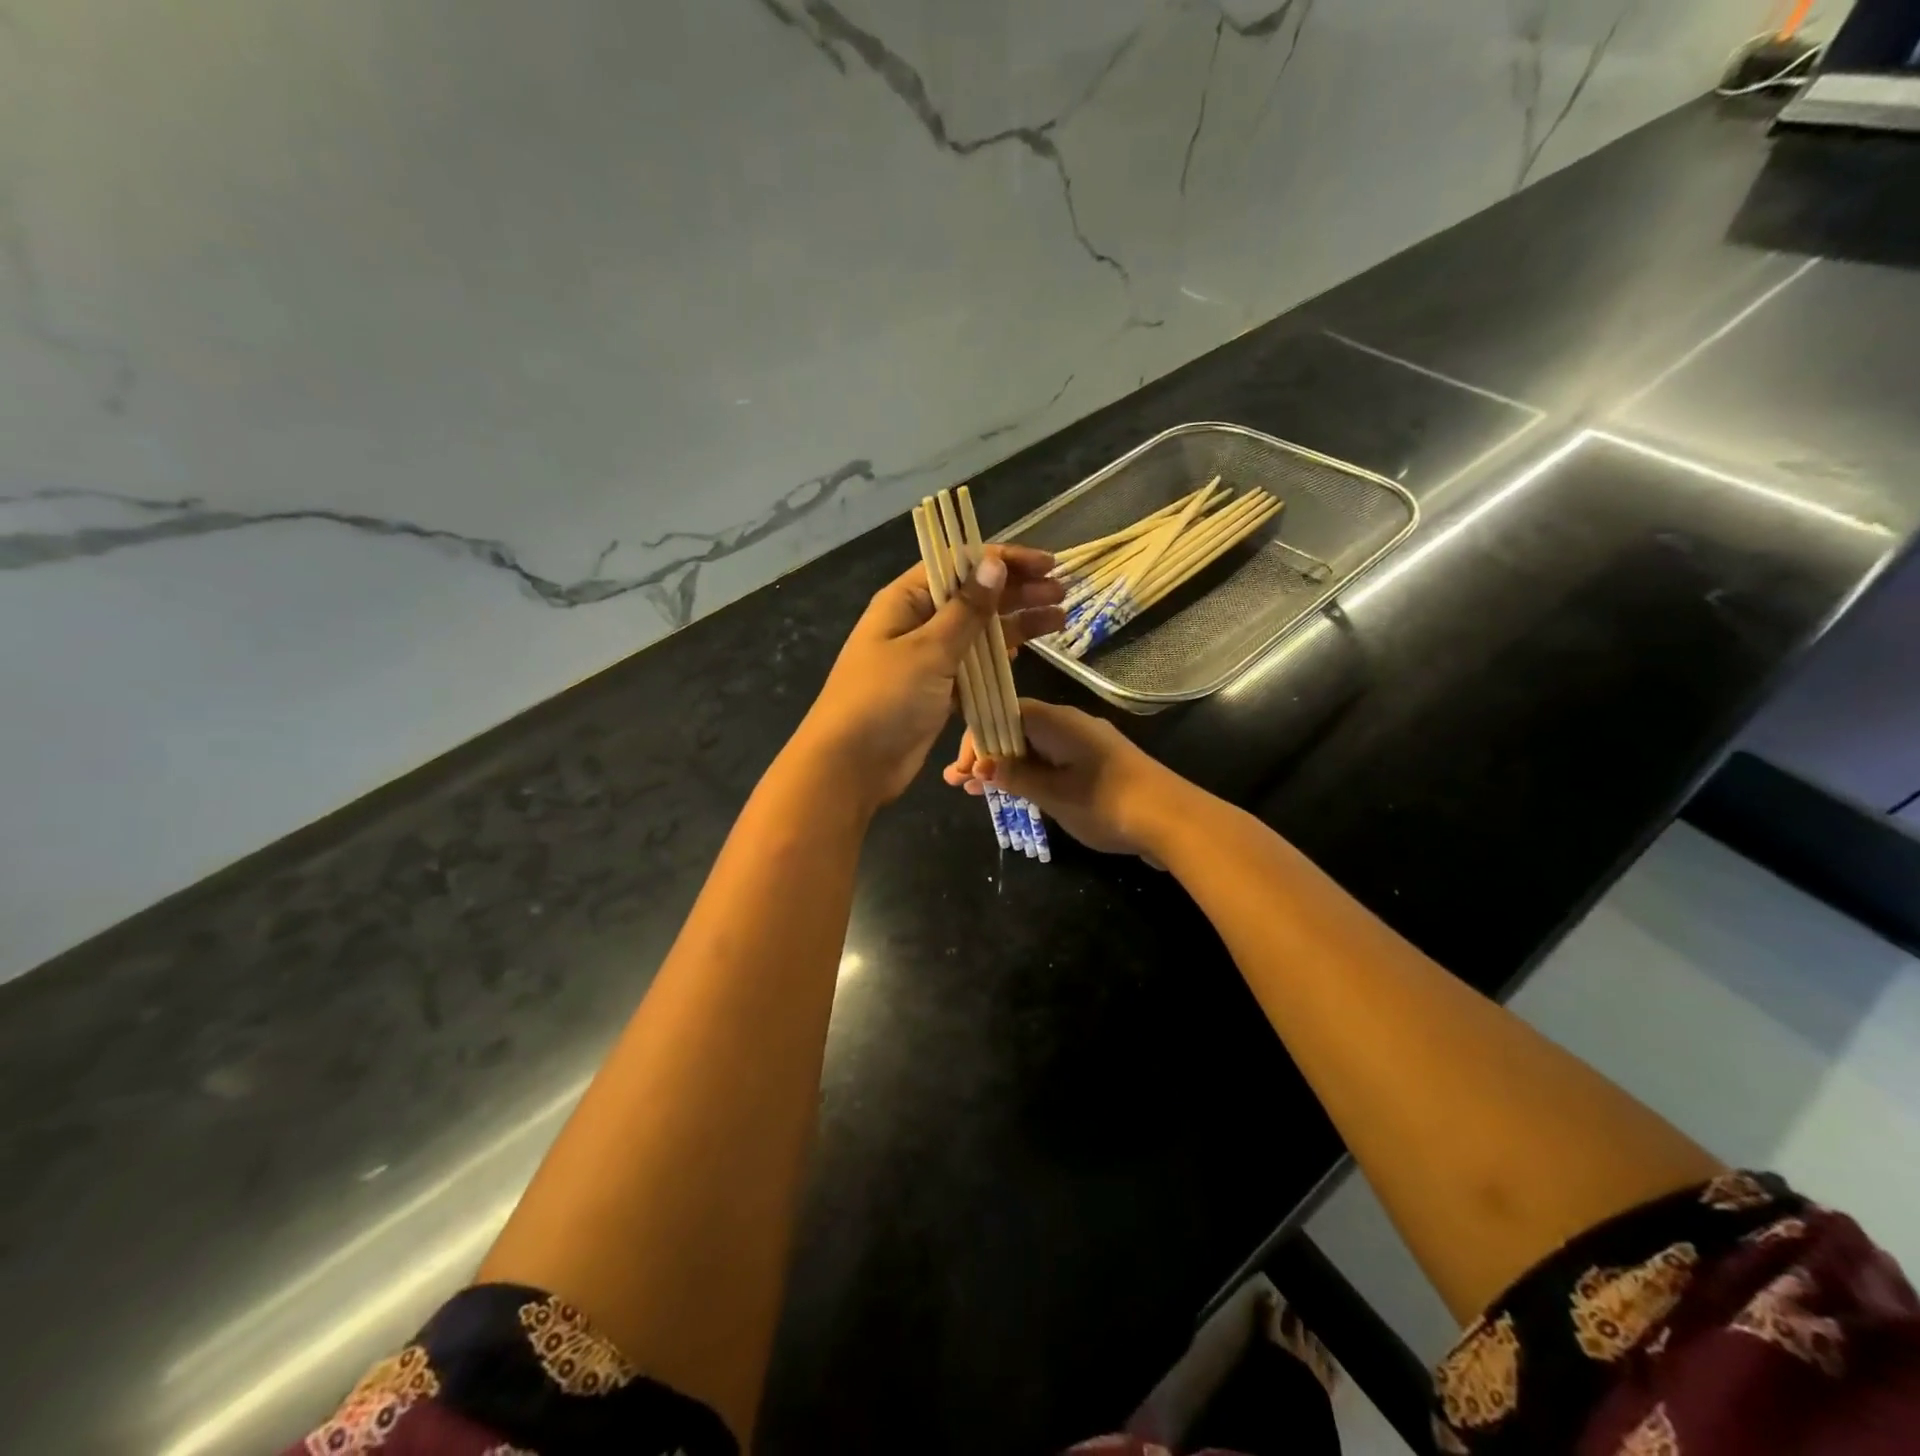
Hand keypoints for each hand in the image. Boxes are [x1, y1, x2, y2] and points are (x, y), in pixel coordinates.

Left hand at [793, 546, 1065, 809]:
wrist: (851, 766)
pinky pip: (975, 665)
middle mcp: (917, 623)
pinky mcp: (939, 690)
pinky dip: (1001, 657)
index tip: (1045, 564)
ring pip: (979, 632)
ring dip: (1016, 622)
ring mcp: (928, 658)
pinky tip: (1029, 649)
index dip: (1003, 561)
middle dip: (1017, 591)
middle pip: (974, 596)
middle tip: (1062, 590)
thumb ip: (966, 610)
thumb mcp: (928, 650)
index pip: (959, 565)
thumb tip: (994, 563)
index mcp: (906, 601)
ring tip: (1060, 616)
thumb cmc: (884, 700)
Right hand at [943, 698, 1194, 859]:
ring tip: (972, 791)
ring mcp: (1084, 745)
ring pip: (1032, 749)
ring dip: (1003, 768)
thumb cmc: (1107, 802)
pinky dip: (1028, 776)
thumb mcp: (1054, 794)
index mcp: (1057, 721)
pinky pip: (1051, 763)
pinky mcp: (1095, 766)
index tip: (961, 769)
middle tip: (955, 782)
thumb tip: (980, 766)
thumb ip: (1016, 777)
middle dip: (984, 755)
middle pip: (1016, 730)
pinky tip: (1011, 794)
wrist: (1172, 820)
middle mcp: (1069, 725)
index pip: (1004, 713)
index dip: (977, 738)